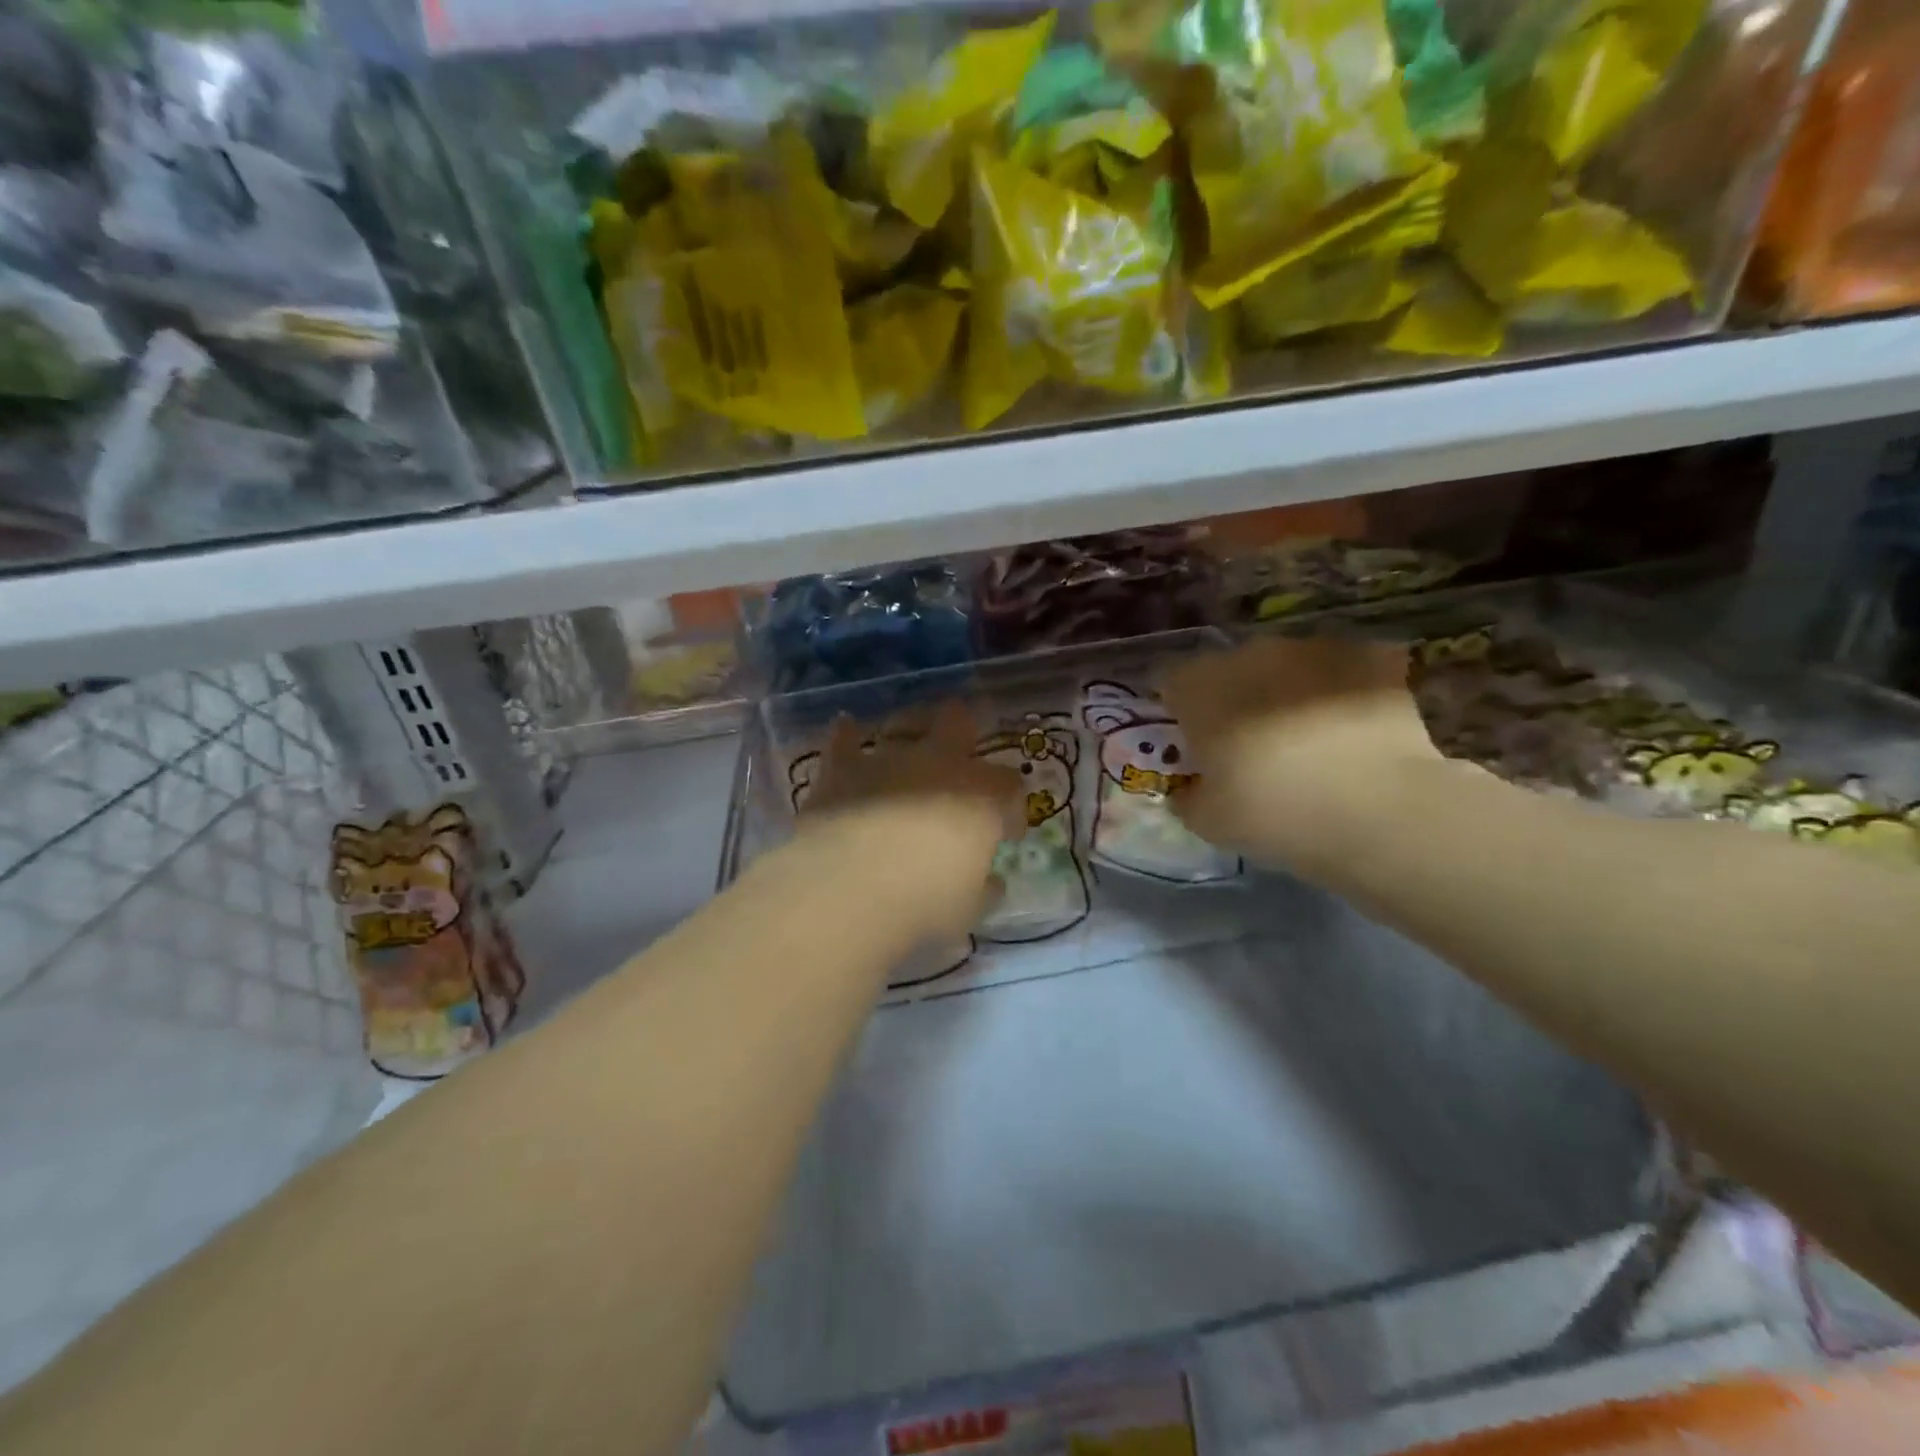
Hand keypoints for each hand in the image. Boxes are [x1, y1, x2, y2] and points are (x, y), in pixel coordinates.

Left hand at [797, 702, 1021, 941]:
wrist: (850, 885)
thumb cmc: (924, 901)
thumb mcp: (968, 908)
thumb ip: (983, 889)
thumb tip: (992, 882)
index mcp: (982, 799)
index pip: (1010, 789)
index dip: (1012, 808)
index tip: (1007, 832)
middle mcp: (940, 765)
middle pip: (960, 724)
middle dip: (965, 728)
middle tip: (963, 743)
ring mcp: (889, 759)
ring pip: (906, 723)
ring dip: (910, 728)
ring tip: (909, 735)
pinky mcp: (843, 767)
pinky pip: (845, 739)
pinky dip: (847, 734)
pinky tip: (846, 728)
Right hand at [1161, 636, 1446, 873]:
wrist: (1378, 809)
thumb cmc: (1272, 813)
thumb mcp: (1207, 821)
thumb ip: (1188, 795)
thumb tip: (1190, 788)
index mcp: (1200, 687)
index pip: (1170, 681)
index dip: (1178, 707)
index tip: (1191, 738)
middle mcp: (1250, 654)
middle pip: (1230, 668)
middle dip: (1234, 696)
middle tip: (1250, 741)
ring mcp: (1313, 648)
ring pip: (1286, 664)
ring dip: (1287, 689)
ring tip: (1308, 735)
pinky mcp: (1369, 655)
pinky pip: (1344, 666)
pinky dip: (1344, 688)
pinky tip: (1354, 726)